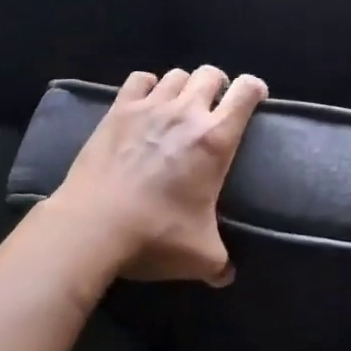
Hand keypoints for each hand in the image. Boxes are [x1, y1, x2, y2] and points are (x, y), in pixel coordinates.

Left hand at [49, 66, 267, 285]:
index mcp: (216, 139)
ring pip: (176, 75)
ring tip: (180, 104)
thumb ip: (221, 263)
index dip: (255, 88)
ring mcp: (150, 107)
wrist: (94, 226)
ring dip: (184, 85)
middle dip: (218, 84)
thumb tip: (227, 276)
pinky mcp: (118, 110)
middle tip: (215, 105)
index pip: (246, 92)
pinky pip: (139, 79)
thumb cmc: (156, 235)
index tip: (256, 98)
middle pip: (210, 74)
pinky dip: (148, 85)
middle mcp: (187, 113)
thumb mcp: (201, 257)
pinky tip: (146, 101)